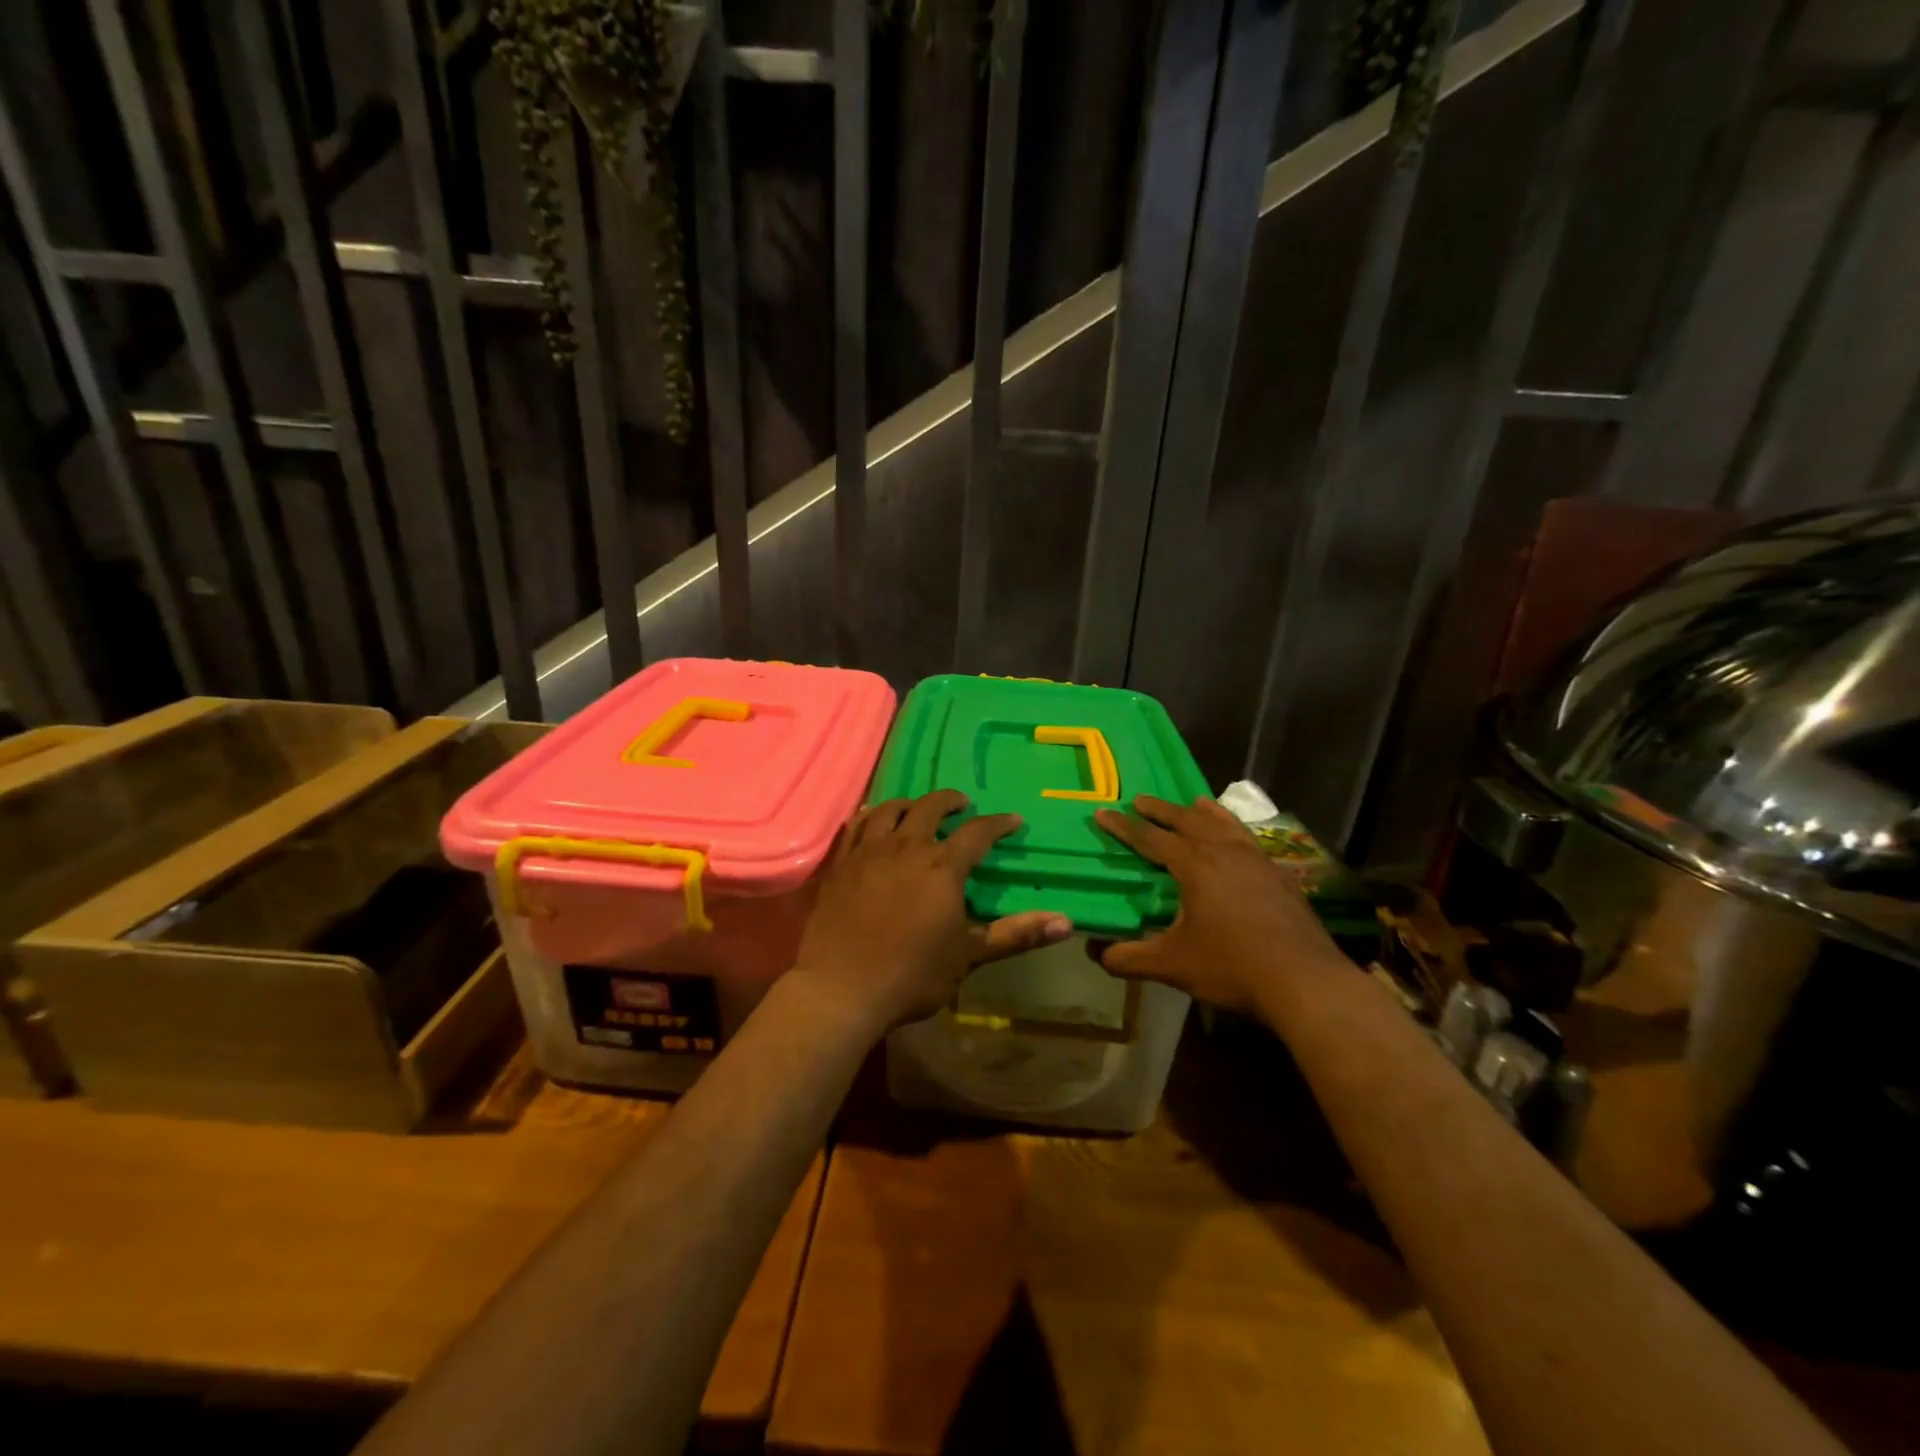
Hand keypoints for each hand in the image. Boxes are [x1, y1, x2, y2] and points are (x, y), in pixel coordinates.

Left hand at [792, 790, 1072, 1033]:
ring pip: (889, 810)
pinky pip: (855, 826)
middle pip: (930, 808)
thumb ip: (1015, 934)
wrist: (840, 990)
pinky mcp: (839, 865)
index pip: (977, 833)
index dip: (998, 824)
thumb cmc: (911, 975)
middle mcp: (905, 847)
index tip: (1013, 821)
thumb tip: (1066, 922)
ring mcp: (867, 852)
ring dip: (909, 804)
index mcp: (942, 867)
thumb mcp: (969, 956)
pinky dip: (870, 816)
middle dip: (950, 801)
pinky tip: (872, 820)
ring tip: (917, 808)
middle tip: (962, 805)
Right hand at [1093, 795, 1345, 1014]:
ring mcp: (1256, 860)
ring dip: (1202, 812)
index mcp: (1194, 866)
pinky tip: (1237, 839)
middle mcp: (1224, 852)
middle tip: (1139, 799)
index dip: (1123, 826)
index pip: (1150, 839)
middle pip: (1186, 820)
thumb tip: (1095, 953)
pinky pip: (1249, 838)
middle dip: (1160, 809)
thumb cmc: (1232, 967)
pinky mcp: (1279, 875)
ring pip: (1223, 823)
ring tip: (1193, 802)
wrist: (1305, 980)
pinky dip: (1234, 828)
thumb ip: (1129, 958)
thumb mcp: (1172, 965)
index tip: (1103, 812)